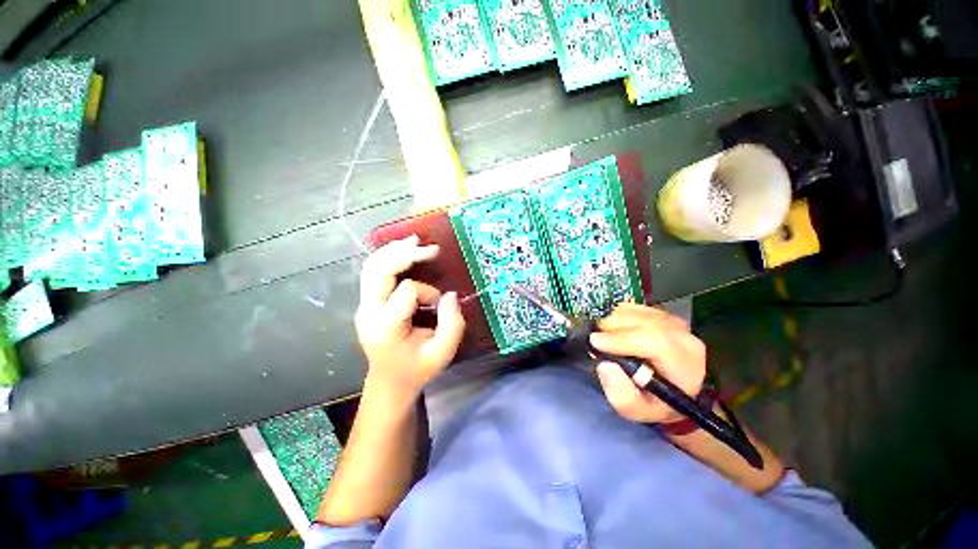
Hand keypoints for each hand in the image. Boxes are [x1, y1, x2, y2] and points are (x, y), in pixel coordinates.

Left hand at [354, 235, 465, 401]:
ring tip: (415, 241)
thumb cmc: (417, 370)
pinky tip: (403, 250)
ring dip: (394, 250)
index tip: (438, 304)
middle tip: (431, 249)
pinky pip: (373, 273)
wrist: (389, 383)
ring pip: (372, 267)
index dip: (427, 292)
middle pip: (379, 270)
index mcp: (386, 326)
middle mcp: (369, 312)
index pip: (406, 291)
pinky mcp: (367, 303)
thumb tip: (449, 294)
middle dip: (406, 254)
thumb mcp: (442, 353)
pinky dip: (388, 258)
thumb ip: (452, 324)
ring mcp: (364, 306)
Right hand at [590, 303, 705, 423]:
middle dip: (612, 328)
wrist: (675, 390)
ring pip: (635, 311)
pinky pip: (632, 307)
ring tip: (606, 339)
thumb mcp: (638, 411)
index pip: (655, 341)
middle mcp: (684, 336)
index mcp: (684, 363)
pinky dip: (617, 316)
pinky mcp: (661, 313)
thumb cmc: (656, 402)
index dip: (622, 339)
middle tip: (596, 342)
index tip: (596, 342)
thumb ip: (622, 395)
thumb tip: (605, 365)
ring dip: (613, 322)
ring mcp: (673, 321)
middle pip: (642, 321)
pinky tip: (616, 332)